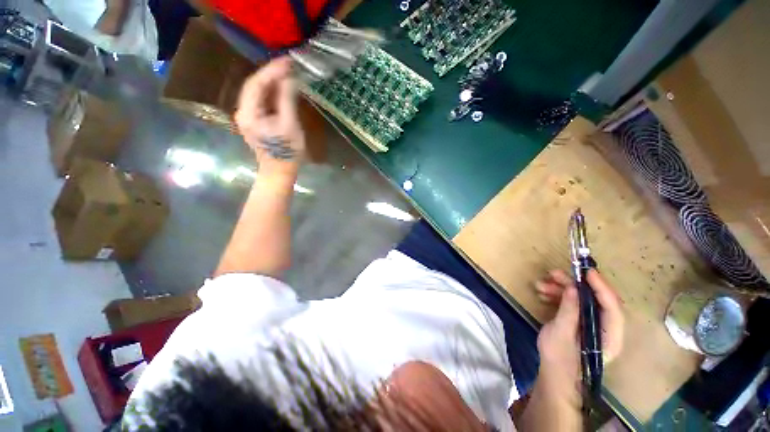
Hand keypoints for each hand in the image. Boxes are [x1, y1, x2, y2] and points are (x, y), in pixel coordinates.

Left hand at [235, 57, 305, 176]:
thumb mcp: (290, 125)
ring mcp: (248, 117)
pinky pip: (262, 102)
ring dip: (272, 83)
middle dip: (272, 74)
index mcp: (248, 113)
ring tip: (288, 74)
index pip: (256, 84)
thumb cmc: (286, 152)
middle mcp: (243, 112)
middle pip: (255, 86)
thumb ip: (287, 100)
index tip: (287, 61)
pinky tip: (283, 90)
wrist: (279, 172)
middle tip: (289, 66)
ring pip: (258, 93)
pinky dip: (272, 94)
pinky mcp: (255, 121)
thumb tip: (289, 79)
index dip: (271, 70)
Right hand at [534, 269, 623, 395]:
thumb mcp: (560, 334)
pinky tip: (543, 294)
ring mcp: (593, 325)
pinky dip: (559, 296)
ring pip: (582, 300)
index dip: (601, 287)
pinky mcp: (581, 323)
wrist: (555, 376)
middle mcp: (606, 328)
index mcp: (610, 337)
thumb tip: (573, 288)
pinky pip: (574, 304)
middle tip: (553, 274)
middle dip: (574, 285)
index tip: (586, 272)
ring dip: (562, 289)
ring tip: (541, 285)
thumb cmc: (559, 359)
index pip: (612, 308)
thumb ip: (569, 311)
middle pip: (596, 300)